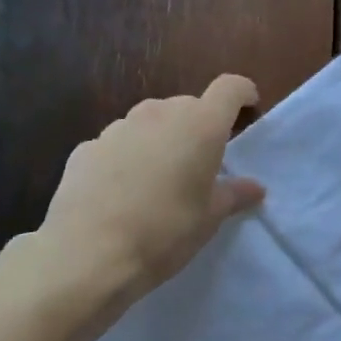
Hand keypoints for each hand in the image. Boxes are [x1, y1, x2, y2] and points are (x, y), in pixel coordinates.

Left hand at [40, 75, 266, 294]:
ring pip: (149, 122)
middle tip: (200, 163)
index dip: (241, 93)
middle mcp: (158, 114)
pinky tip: (120, 192)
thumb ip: (233, 195)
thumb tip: (254, 187)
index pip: (228, 89)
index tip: (247, 107)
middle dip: (197, 126)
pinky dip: (126, 158)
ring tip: (157, 180)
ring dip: (159, 140)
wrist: (90, 252)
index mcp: (199, 125)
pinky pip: (117, 144)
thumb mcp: (209, 218)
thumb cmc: (165, 232)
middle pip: (187, 106)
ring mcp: (118, 127)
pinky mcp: (86, 147)